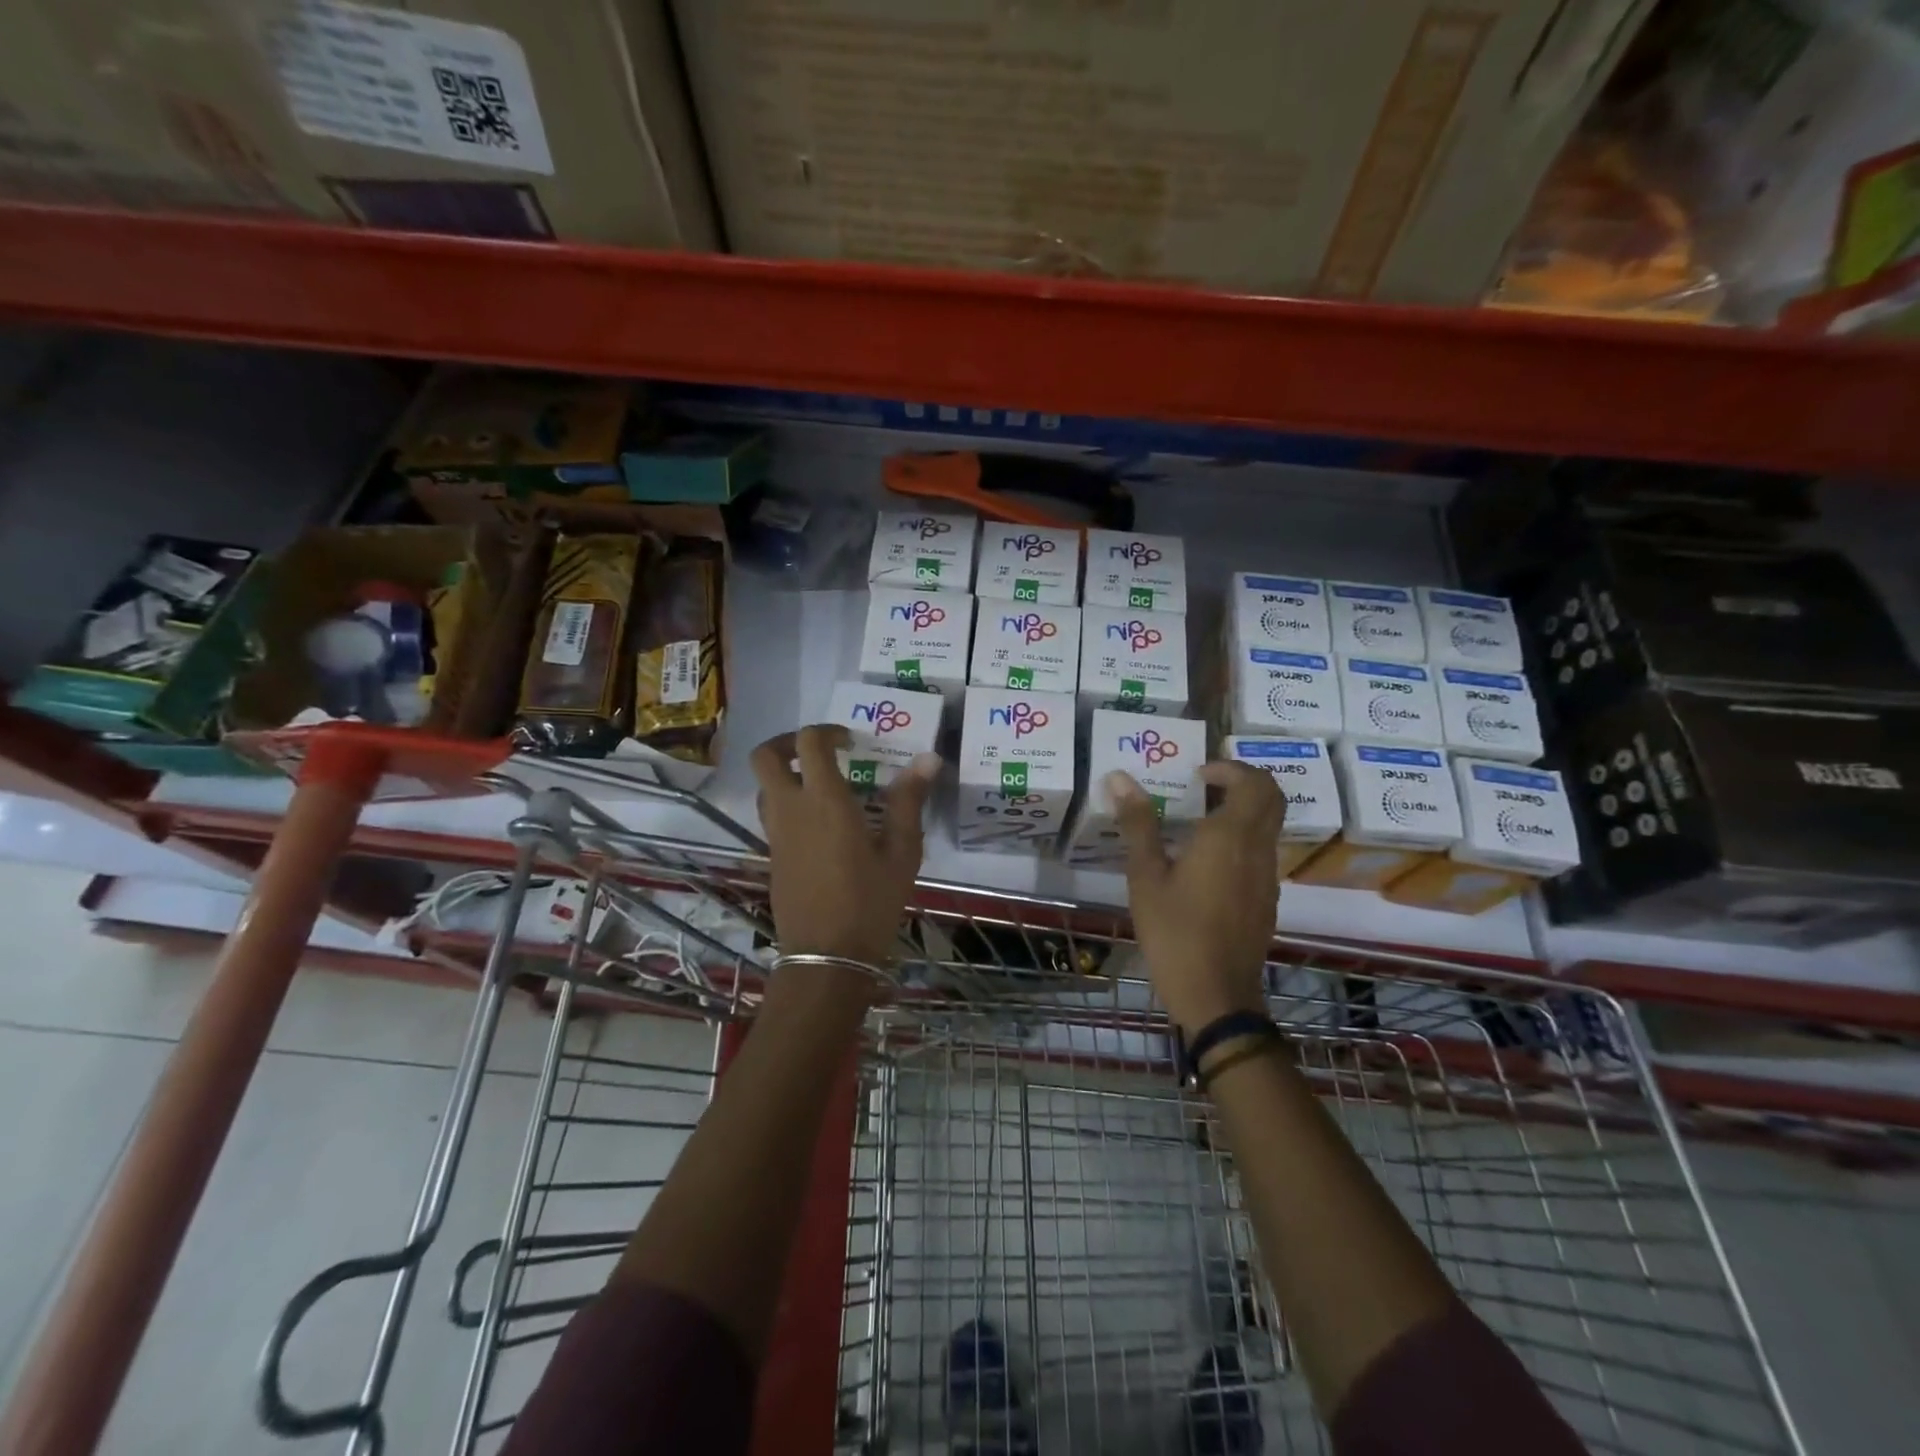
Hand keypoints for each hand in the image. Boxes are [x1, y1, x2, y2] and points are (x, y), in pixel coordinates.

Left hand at [750, 726, 938, 969]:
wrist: (827, 956)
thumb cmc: (870, 902)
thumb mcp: (901, 852)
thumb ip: (909, 801)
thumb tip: (928, 759)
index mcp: (824, 801)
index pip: (808, 743)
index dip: (827, 731)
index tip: (851, 742)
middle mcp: (791, 809)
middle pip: (765, 757)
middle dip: (787, 742)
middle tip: (820, 751)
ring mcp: (775, 834)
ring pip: (764, 786)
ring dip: (786, 774)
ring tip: (822, 786)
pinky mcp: (772, 856)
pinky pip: (771, 814)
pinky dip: (788, 803)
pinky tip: (822, 825)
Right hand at [1111, 761, 1282, 1035]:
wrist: (1216, 996)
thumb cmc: (1175, 932)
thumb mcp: (1146, 877)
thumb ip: (1138, 824)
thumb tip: (1119, 778)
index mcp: (1230, 837)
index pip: (1254, 782)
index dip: (1230, 768)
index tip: (1197, 775)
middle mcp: (1257, 850)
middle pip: (1271, 798)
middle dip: (1241, 783)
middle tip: (1203, 788)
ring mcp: (1267, 877)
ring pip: (1268, 826)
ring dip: (1241, 811)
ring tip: (1196, 824)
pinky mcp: (1266, 900)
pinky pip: (1261, 852)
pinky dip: (1241, 840)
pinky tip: (1204, 864)